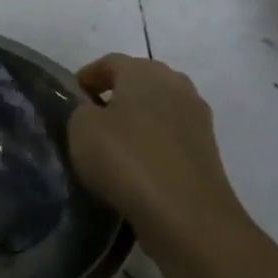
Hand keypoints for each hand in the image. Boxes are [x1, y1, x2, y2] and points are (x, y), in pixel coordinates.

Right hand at [68, 53, 247, 262]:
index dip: (86, 77)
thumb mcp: (81, 128)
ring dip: (136, 122)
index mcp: (145, 70)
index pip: (110, 62)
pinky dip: (152, 146)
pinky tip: (136, 168)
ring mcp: (197, 118)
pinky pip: (170, 138)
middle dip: (114, 97)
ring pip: (157, 110)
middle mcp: (177, 85)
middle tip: (90, 121)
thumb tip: (93, 111)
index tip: (70, 99)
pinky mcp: (207, 150)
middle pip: (138, 82)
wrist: (187, 215)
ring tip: (112, 148)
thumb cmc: (127, 159)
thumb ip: (81, 110)